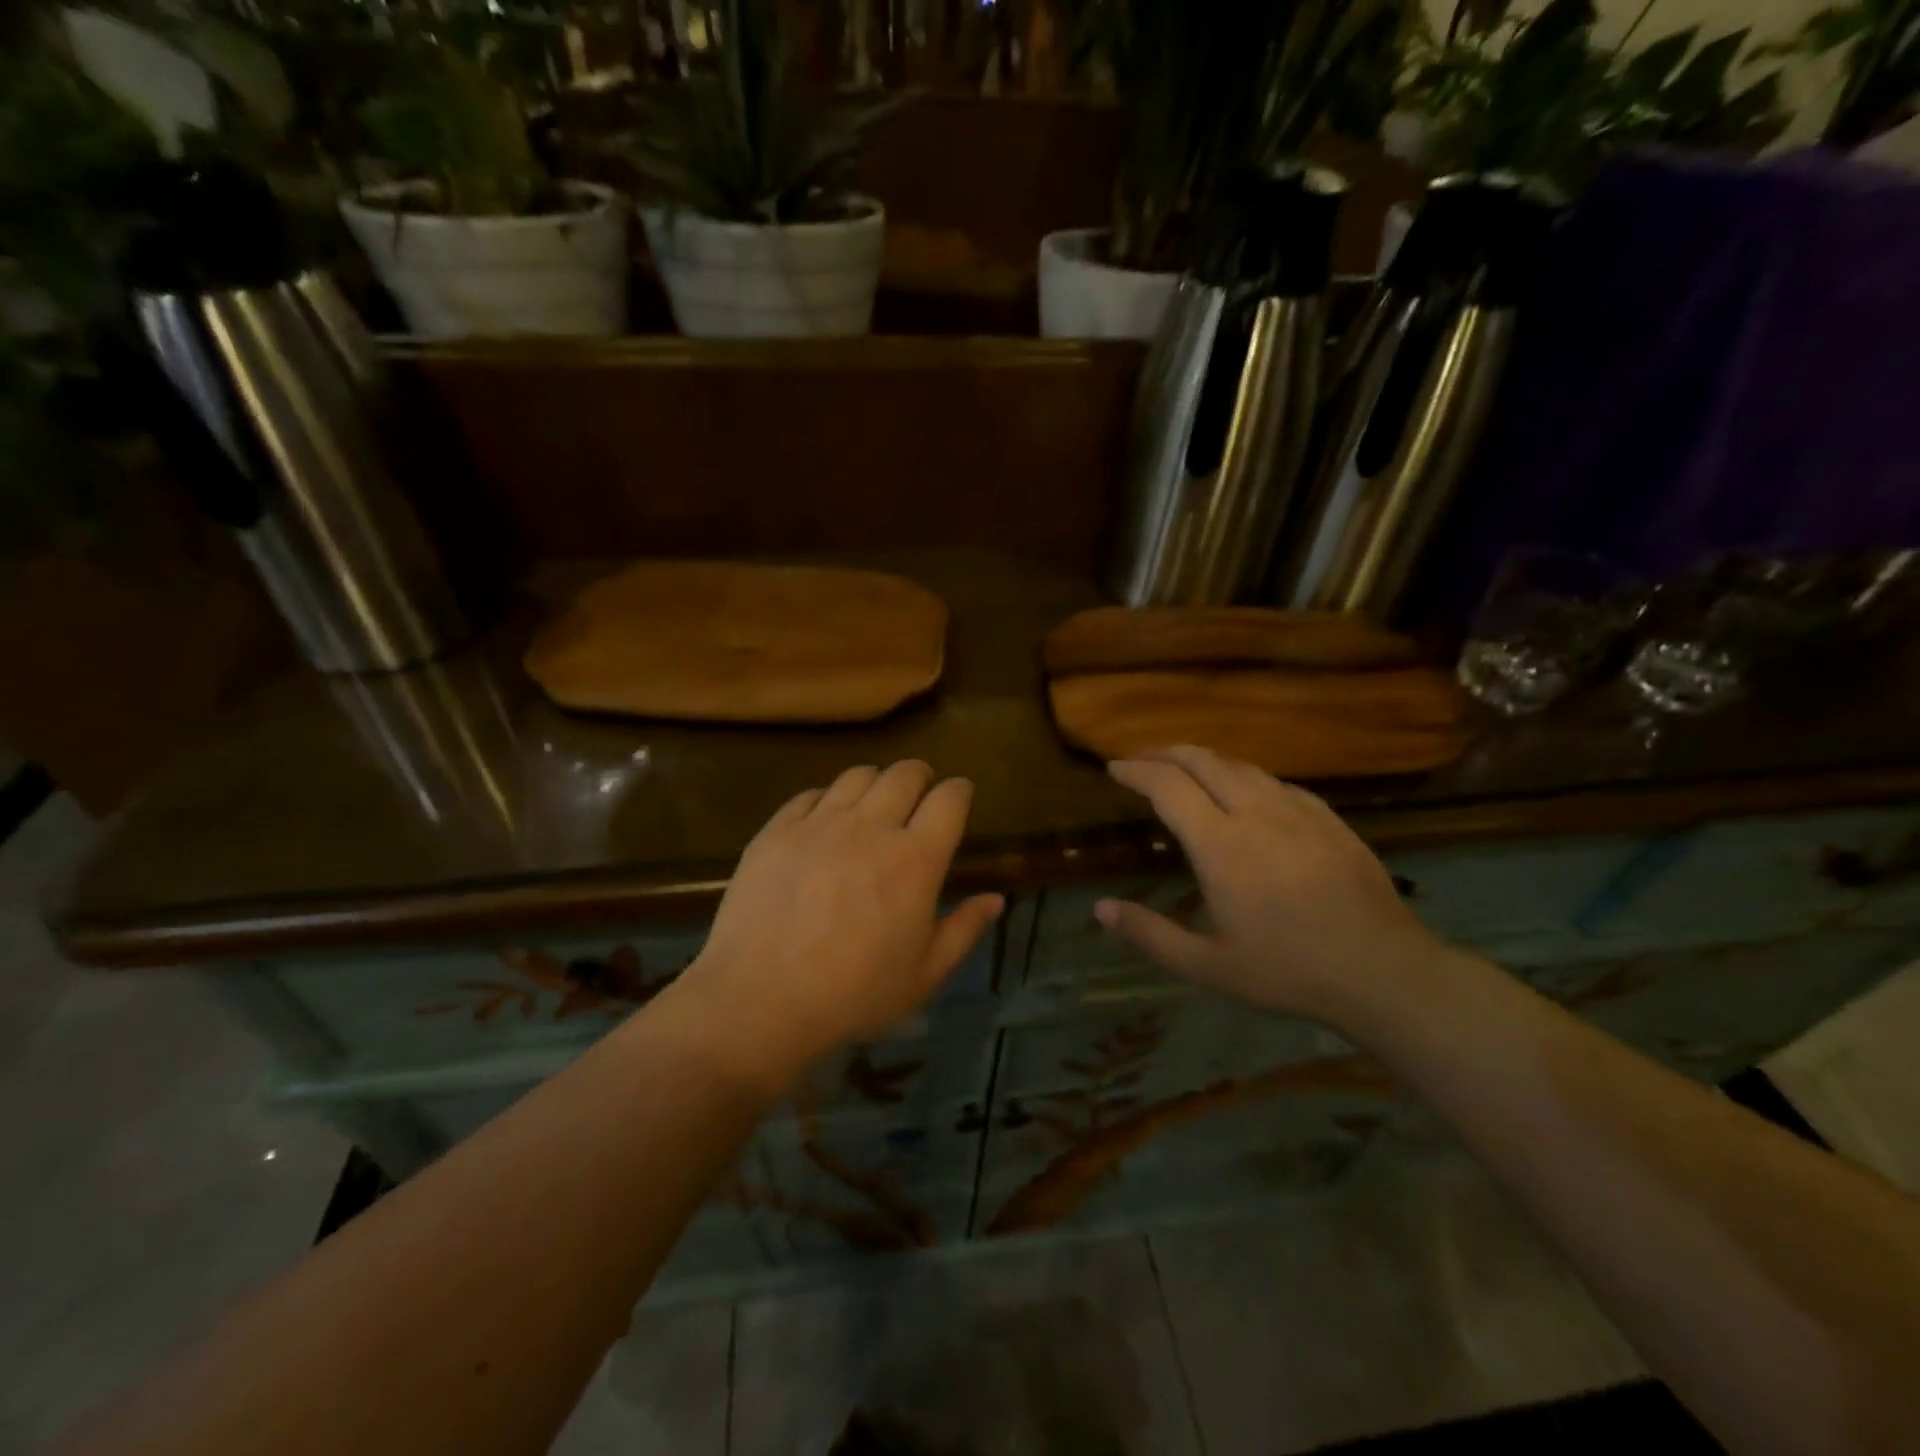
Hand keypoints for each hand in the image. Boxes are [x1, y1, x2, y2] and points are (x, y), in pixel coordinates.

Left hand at [676, 761, 1002, 1091]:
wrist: (759, 1001)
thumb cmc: (853, 995)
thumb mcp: (923, 975)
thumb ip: (963, 930)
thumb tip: (995, 899)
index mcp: (916, 860)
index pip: (950, 799)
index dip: (960, 791)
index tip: (959, 796)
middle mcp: (871, 828)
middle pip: (905, 774)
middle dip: (920, 776)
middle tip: (919, 793)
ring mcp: (820, 824)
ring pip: (858, 775)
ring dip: (876, 782)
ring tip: (874, 803)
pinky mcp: (778, 830)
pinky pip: (810, 794)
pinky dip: (828, 799)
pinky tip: (825, 820)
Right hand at [1096, 746, 1452, 1021]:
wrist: (1384, 972)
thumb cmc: (1288, 971)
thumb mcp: (1207, 967)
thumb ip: (1150, 935)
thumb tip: (1100, 908)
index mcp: (1220, 845)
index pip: (1168, 787)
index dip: (1137, 771)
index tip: (1114, 768)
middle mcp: (1256, 813)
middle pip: (1204, 761)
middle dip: (1166, 752)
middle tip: (1142, 758)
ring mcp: (1298, 811)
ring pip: (1243, 766)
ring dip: (1206, 759)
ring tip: (1186, 767)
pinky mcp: (1329, 819)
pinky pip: (1279, 782)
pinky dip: (1248, 776)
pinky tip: (1249, 790)